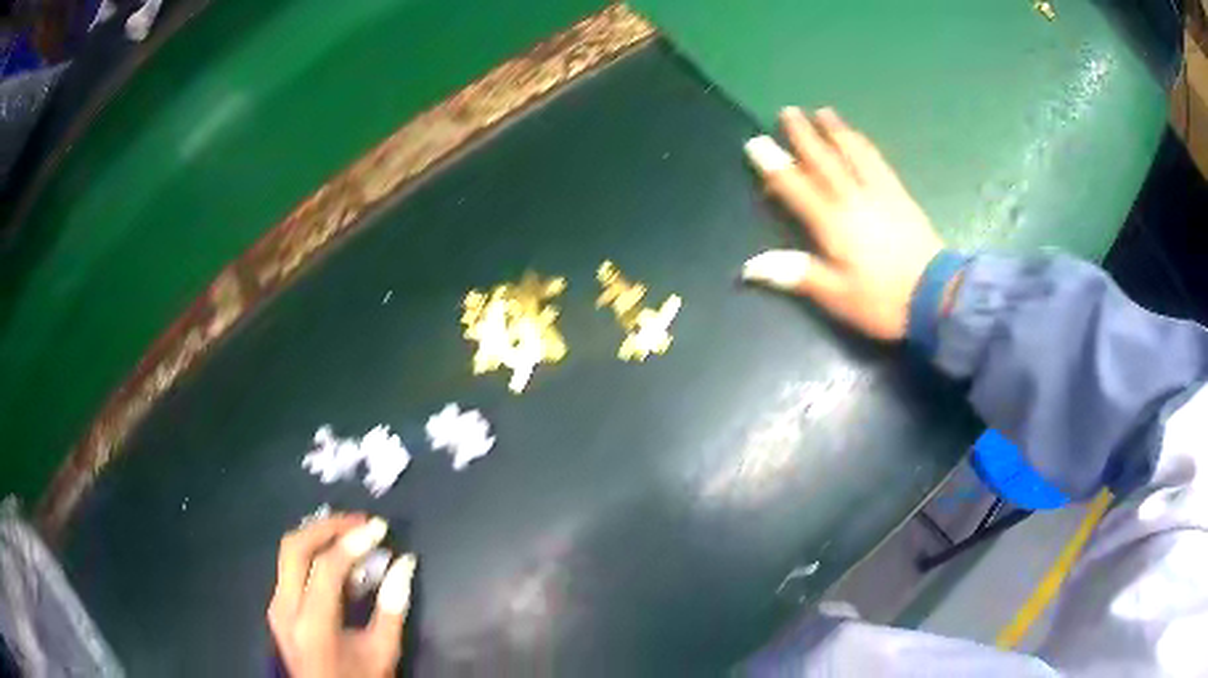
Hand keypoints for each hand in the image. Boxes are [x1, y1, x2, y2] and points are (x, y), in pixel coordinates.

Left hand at [268, 515, 416, 677]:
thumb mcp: (383, 651)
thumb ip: (392, 607)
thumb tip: (405, 563)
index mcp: (312, 624)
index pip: (326, 567)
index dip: (353, 542)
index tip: (379, 528)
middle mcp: (286, 608)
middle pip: (294, 547)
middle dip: (327, 526)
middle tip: (359, 522)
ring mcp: (277, 606)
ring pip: (289, 553)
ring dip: (319, 537)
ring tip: (352, 534)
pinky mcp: (278, 607)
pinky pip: (290, 568)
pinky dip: (314, 555)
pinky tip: (338, 560)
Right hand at [741, 107, 944, 340]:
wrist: (937, 297)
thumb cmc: (883, 301)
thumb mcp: (837, 296)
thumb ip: (797, 275)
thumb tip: (751, 266)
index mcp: (833, 224)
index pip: (797, 188)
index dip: (775, 166)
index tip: (756, 143)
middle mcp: (854, 199)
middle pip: (825, 160)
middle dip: (804, 135)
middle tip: (788, 111)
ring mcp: (881, 194)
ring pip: (854, 154)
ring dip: (836, 131)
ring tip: (824, 112)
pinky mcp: (901, 197)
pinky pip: (878, 162)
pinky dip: (864, 146)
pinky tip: (860, 139)